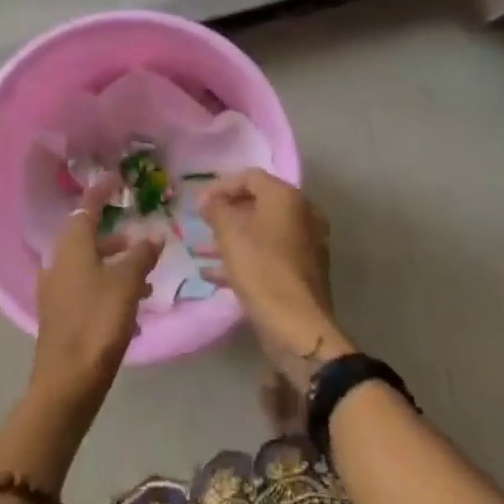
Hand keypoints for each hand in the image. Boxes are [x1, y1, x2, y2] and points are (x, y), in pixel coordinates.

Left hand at [29, 178, 162, 415]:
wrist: (67, 383)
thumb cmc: (97, 323)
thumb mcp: (126, 284)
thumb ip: (141, 255)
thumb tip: (153, 235)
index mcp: (71, 249)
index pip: (86, 208)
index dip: (101, 192)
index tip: (116, 178)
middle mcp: (59, 264)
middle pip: (86, 237)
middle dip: (114, 234)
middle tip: (139, 232)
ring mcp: (57, 291)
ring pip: (89, 264)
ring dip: (115, 263)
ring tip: (146, 273)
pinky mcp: (61, 315)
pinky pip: (88, 287)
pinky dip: (109, 285)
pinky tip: (132, 303)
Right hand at [195, 170, 351, 389]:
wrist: (298, 327)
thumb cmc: (262, 270)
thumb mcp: (230, 235)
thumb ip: (216, 210)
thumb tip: (208, 200)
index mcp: (287, 198)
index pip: (250, 177)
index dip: (220, 186)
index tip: (198, 203)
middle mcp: (302, 214)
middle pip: (258, 203)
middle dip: (226, 212)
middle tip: (201, 223)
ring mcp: (305, 244)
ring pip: (262, 231)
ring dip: (232, 237)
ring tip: (202, 248)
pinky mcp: (302, 271)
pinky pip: (268, 254)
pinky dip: (244, 257)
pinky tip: (213, 274)